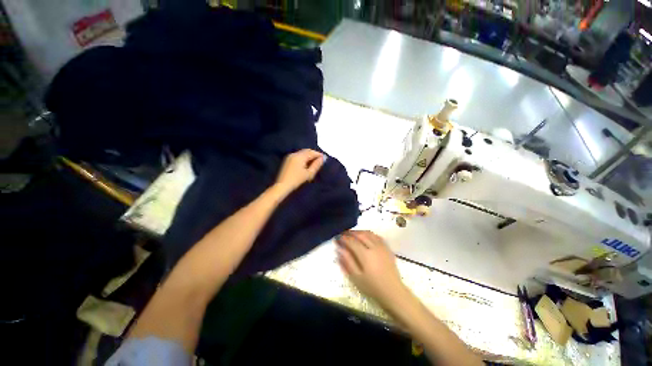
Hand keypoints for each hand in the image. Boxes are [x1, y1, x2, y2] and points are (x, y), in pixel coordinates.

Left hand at [275, 149, 324, 194]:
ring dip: (308, 156)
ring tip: (314, 163)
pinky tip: (306, 164)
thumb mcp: (309, 173)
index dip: (319, 154)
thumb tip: (322, 158)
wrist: (282, 185)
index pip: (312, 152)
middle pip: (306, 151)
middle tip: (320, 161)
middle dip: (314, 154)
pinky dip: (303, 158)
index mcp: (300, 156)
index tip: (324, 159)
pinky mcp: (287, 160)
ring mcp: (290, 156)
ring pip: (302, 153)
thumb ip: (316, 165)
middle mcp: (294, 153)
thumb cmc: (297, 180)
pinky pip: (298, 156)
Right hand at [336, 231, 406, 307]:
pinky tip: (366, 236)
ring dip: (360, 232)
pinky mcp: (387, 248)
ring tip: (353, 234)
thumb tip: (340, 249)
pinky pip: (377, 236)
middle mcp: (374, 247)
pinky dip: (370, 234)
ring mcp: (382, 247)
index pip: (352, 242)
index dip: (344, 238)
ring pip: (369, 233)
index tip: (337, 238)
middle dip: (351, 233)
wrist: (393, 291)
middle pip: (361, 235)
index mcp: (365, 255)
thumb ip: (347, 262)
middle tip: (343, 233)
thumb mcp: (356, 277)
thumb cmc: (372, 287)